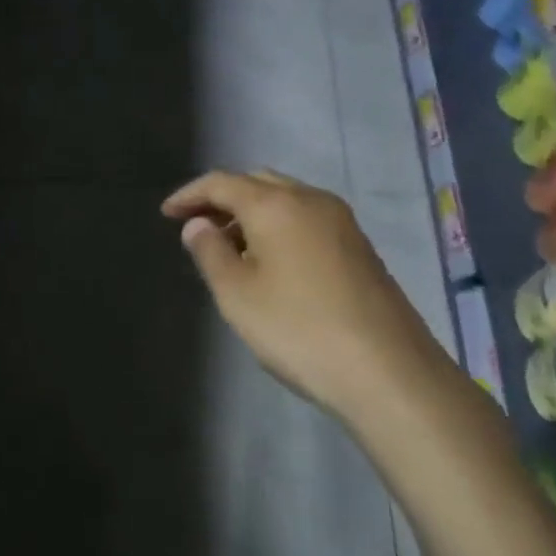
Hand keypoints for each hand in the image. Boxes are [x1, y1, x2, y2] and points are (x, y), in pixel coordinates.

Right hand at [162, 170, 455, 424]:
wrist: (389, 373)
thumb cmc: (299, 329)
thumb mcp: (237, 294)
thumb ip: (210, 252)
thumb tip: (199, 225)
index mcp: (276, 204)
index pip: (222, 182)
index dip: (189, 195)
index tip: (166, 215)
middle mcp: (312, 200)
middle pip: (257, 182)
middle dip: (222, 199)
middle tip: (197, 227)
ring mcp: (342, 223)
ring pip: (286, 200)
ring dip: (252, 213)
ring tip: (229, 248)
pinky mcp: (360, 248)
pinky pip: (307, 220)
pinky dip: (279, 227)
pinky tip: (270, 263)